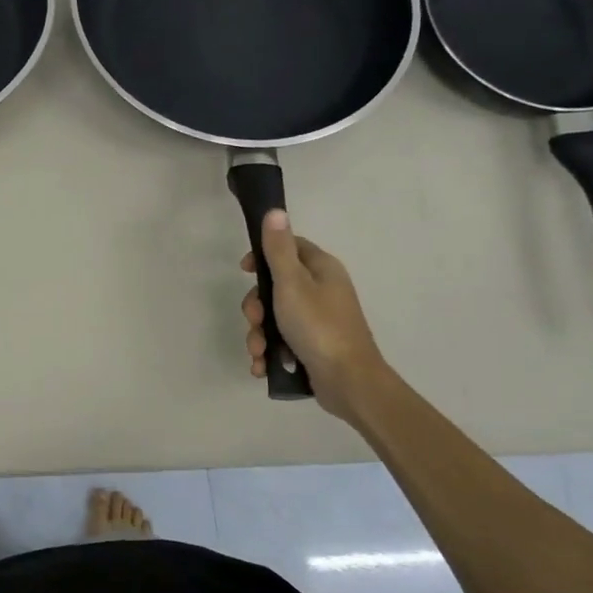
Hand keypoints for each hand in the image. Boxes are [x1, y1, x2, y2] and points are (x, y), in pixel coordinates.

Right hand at [240, 209, 388, 422]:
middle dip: (256, 307)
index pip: (289, 248)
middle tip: (255, 320)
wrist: (348, 381)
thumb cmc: (318, 326)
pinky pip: (282, 342)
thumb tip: (275, 211)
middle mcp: (322, 291)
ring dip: (259, 335)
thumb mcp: (291, 283)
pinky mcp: (313, 346)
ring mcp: (318, 321)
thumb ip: (278, 249)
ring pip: (275, 318)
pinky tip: (262, 366)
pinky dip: (269, 352)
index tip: (244, 270)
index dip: (263, 256)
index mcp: (321, 270)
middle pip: (276, 286)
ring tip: (258, 352)